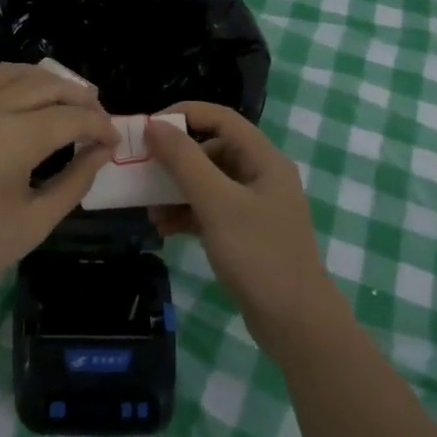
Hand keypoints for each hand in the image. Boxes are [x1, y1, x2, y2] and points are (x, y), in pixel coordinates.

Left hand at [0, 64, 115, 311]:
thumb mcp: (33, 222)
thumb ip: (74, 181)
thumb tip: (101, 152)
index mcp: (13, 135)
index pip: (72, 116)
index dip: (100, 125)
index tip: (114, 141)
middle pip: (48, 84)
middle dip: (81, 98)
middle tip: (97, 120)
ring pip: (16, 73)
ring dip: (48, 83)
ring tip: (67, 103)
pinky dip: (15, 83)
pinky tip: (23, 104)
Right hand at [147, 103, 336, 349]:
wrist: (295, 322)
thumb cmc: (258, 255)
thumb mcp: (217, 203)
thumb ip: (185, 161)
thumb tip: (154, 125)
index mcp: (263, 159)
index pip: (220, 118)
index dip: (182, 115)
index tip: (146, 128)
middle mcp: (261, 175)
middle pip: (211, 149)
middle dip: (175, 160)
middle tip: (142, 171)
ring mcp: (254, 205)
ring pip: (208, 181)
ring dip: (176, 190)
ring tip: (150, 209)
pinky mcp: (245, 232)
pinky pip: (210, 209)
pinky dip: (187, 213)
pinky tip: (165, 229)